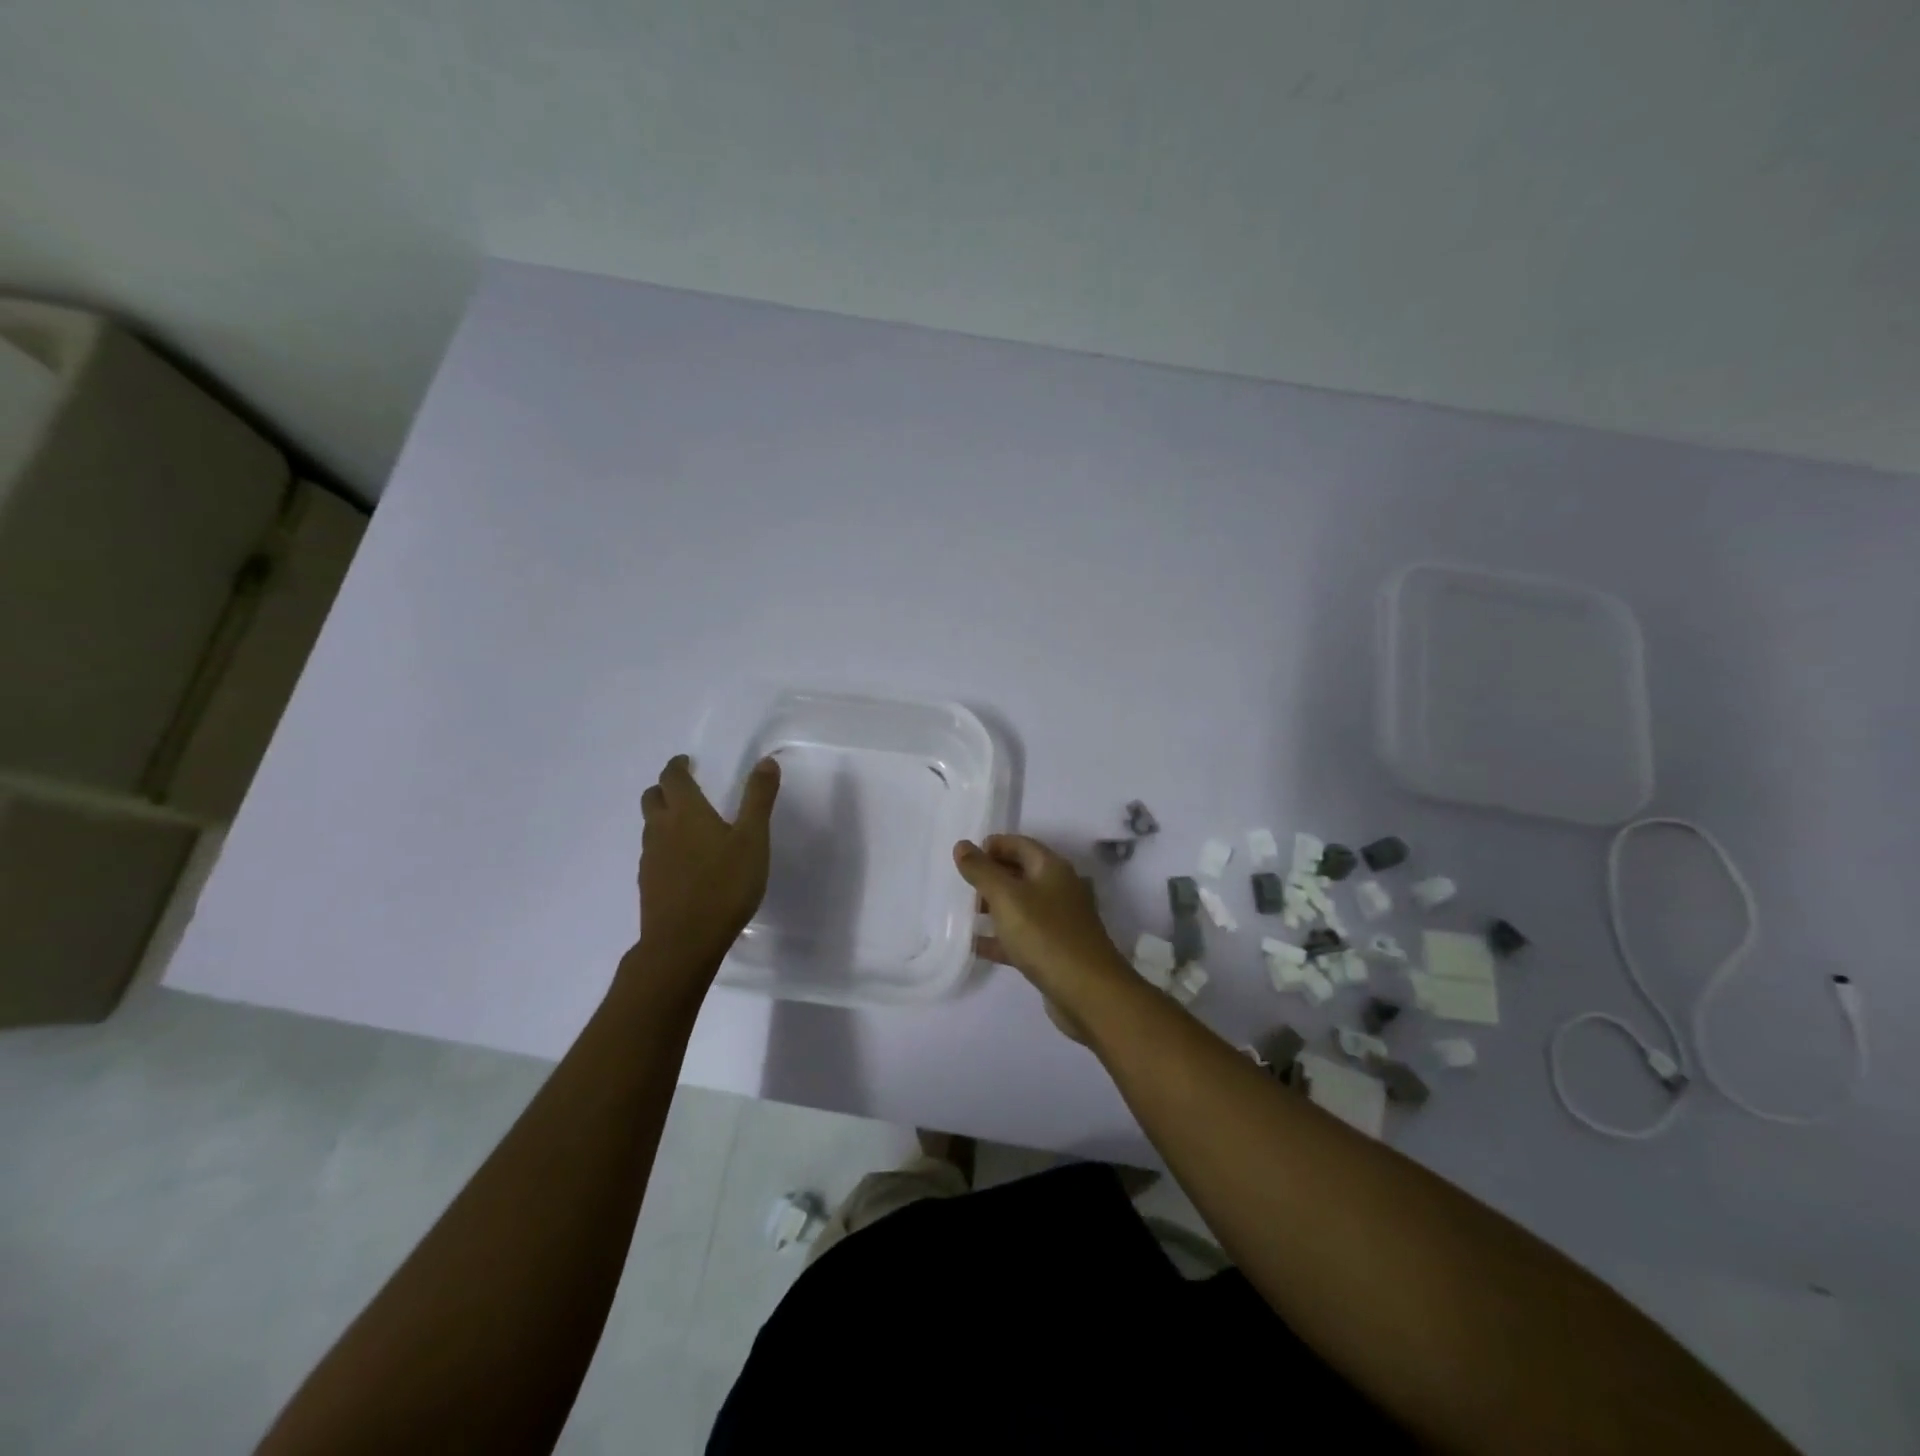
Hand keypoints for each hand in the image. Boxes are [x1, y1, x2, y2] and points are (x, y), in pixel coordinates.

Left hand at [635, 754, 780, 971]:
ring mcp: (650, 859)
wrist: (683, 942)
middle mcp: (661, 830)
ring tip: (687, 825)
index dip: (678, 766)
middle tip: (684, 789)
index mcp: (686, 813)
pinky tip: (685, 863)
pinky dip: (665, 846)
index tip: (686, 761)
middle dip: (665, 788)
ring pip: (650, 827)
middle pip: (652, 798)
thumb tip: (766, 761)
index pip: (673, 778)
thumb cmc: (724, 885)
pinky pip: (653, 854)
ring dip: (663, 817)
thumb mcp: (753, 839)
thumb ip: (759, 799)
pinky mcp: (648, 885)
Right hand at [953, 835, 1132, 1021]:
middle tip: (961, 886)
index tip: (964, 858)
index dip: (992, 846)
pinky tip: (975, 945)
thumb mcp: (1007, 898)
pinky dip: (1000, 937)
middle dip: (991, 876)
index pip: (1020, 844)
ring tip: (963, 913)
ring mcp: (1060, 921)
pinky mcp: (1055, 950)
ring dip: (994, 907)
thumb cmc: (1045, 935)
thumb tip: (962, 845)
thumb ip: (982, 871)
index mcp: (1052, 868)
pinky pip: (1023, 936)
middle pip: (1021, 873)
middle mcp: (1059, 889)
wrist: (1088, 992)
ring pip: (1021, 905)